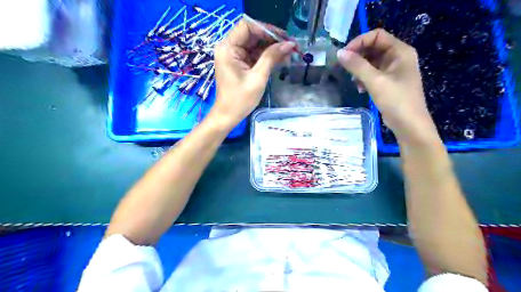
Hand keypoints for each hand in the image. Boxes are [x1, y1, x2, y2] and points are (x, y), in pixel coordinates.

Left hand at [209, 18, 294, 127]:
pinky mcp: (239, 64)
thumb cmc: (240, 100)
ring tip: (289, 53)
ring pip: (255, 45)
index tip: (283, 37)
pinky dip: (266, 56)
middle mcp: (229, 48)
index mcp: (228, 48)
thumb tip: (289, 44)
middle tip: (290, 45)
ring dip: (271, 48)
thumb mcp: (258, 77)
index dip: (266, 29)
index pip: (247, 27)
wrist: (228, 116)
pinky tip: (280, 59)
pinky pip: (254, 55)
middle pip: (252, 34)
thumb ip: (271, 57)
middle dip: (271, 39)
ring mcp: (234, 56)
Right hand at [339, 29, 437, 144]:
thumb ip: (357, 66)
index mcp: (400, 51)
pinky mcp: (389, 82)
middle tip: (345, 68)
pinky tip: (360, 89)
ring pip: (371, 62)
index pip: (377, 36)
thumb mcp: (375, 81)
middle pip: (373, 48)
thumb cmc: (396, 100)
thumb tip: (339, 53)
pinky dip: (364, 78)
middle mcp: (398, 57)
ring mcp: (394, 70)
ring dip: (360, 69)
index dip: (359, 42)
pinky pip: (373, 74)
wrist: (409, 125)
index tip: (344, 55)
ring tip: (354, 81)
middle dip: (358, 57)